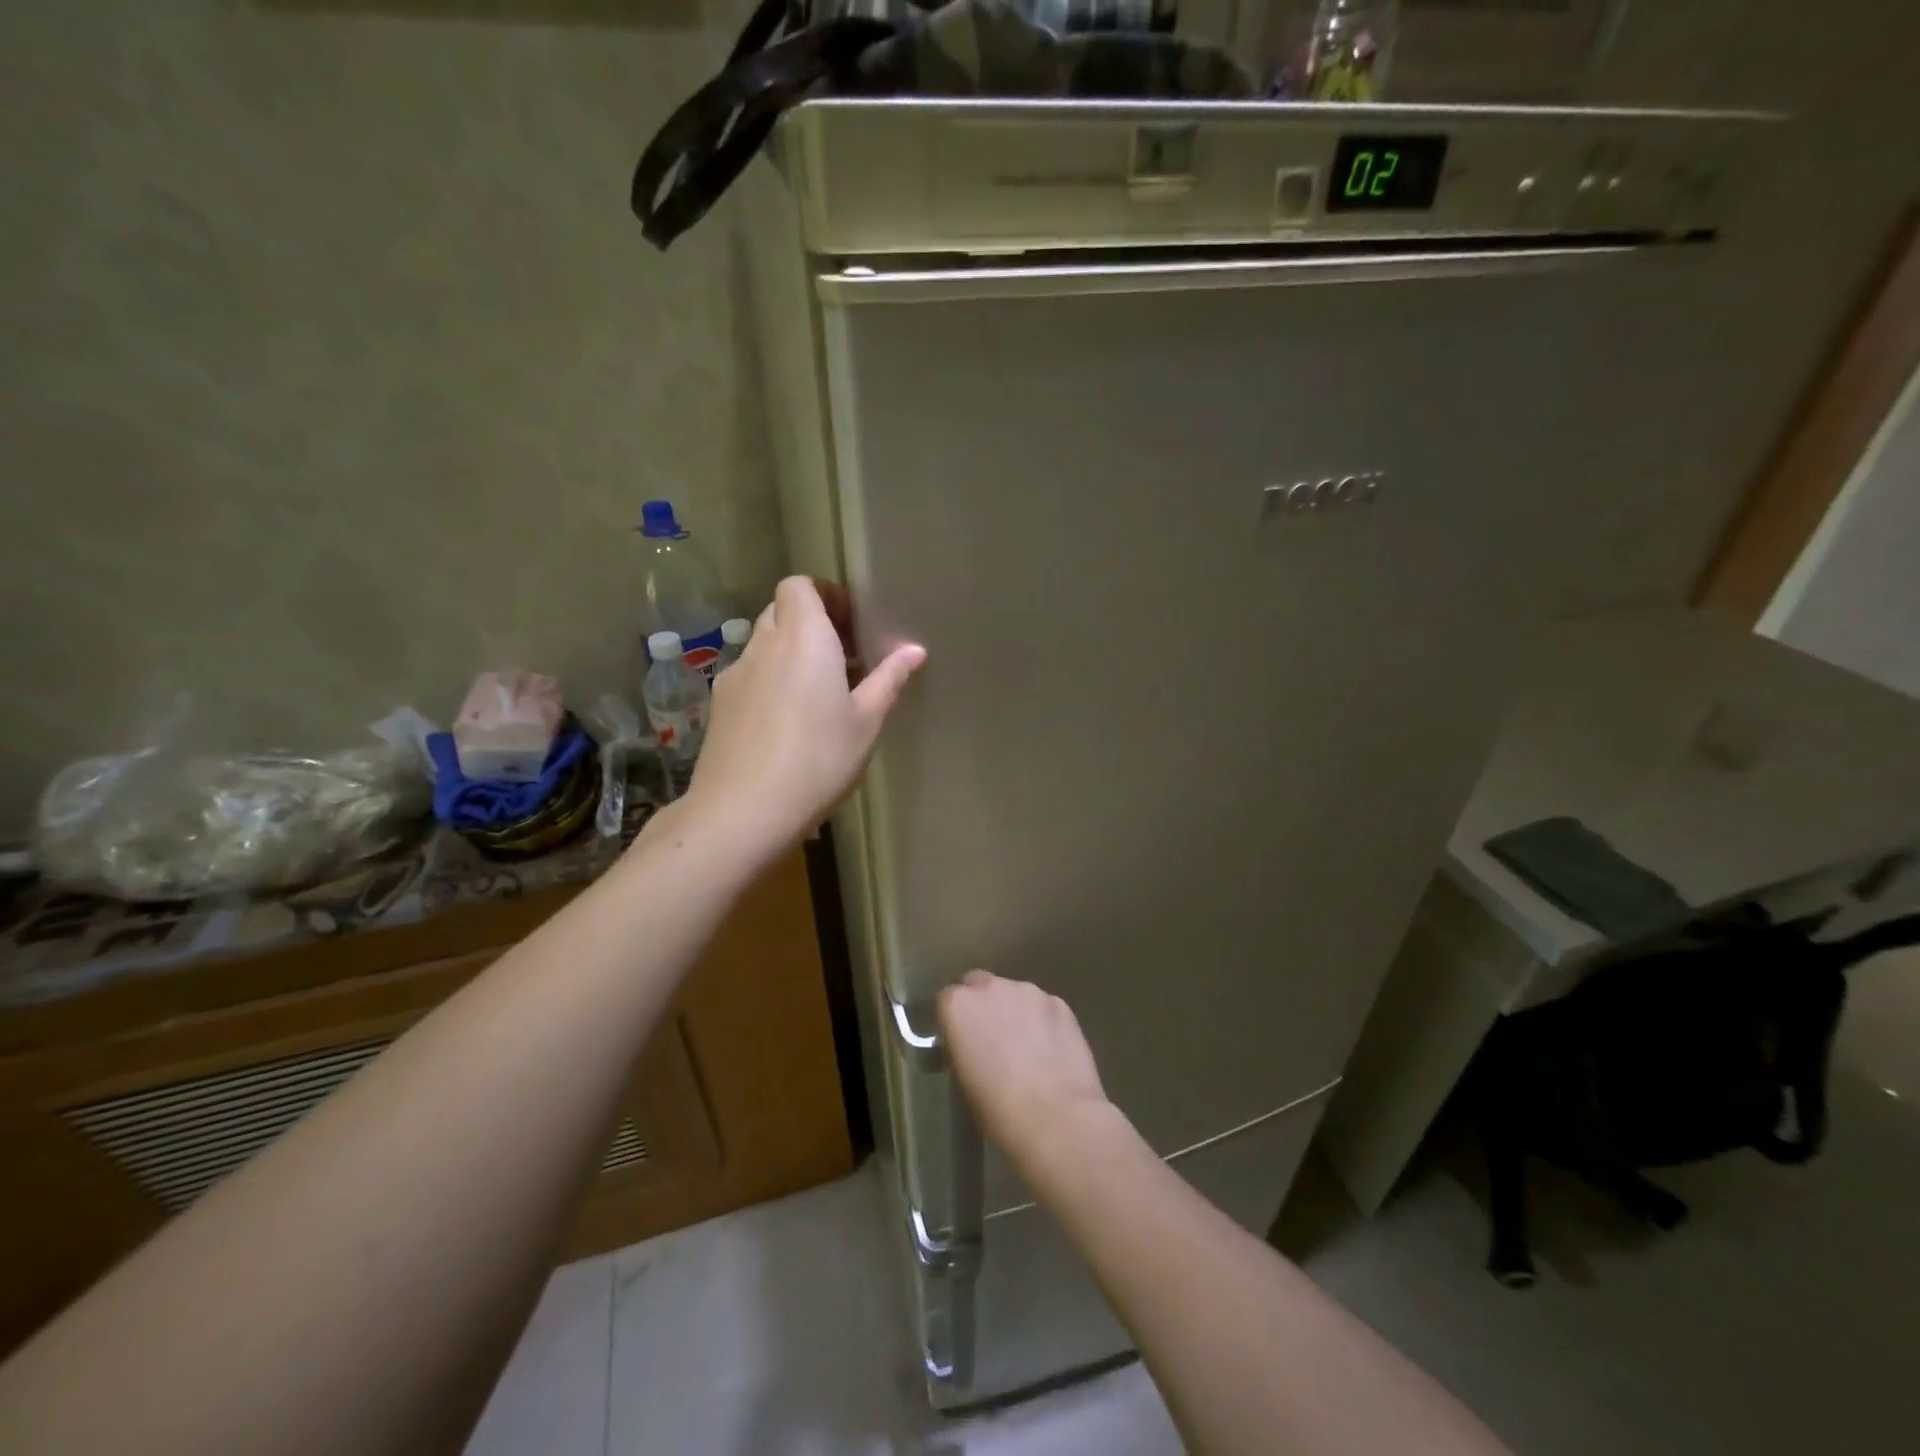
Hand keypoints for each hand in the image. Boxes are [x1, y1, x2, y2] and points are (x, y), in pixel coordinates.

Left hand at [686, 576, 924, 853]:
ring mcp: (734, 675)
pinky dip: (770, 681)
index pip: (799, 585)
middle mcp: (763, 645)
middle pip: (781, 611)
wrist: (743, 811)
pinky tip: (786, 723)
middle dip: (810, 624)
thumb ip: (888, 680)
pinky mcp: (719, 706)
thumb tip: (914, 650)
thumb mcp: (866, 723)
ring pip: (763, 645)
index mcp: (803, 638)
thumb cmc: (818, 760)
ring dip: (789, 654)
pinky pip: (749, 676)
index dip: (824, 595)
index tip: (850, 625)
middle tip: (842, 658)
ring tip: (817, 693)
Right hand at [937, 971, 1116, 1178]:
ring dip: (1015, 1012)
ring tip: (1028, 1048)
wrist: (1057, 1119)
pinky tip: (1051, 1051)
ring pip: (1015, 995)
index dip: (955, 1022)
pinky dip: (1043, 1022)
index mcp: (958, 1006)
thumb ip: (962, 1048)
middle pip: (981, 986)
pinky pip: (1043, 1007)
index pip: (947, 1001)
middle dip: (984, 1007)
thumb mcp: (962, 1080)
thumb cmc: (998, 1110)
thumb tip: (971, 1046)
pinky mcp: (1060, 1003)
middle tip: (993, 1041)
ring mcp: (1029, 991)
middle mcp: (991, 987)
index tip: (961, 1044)